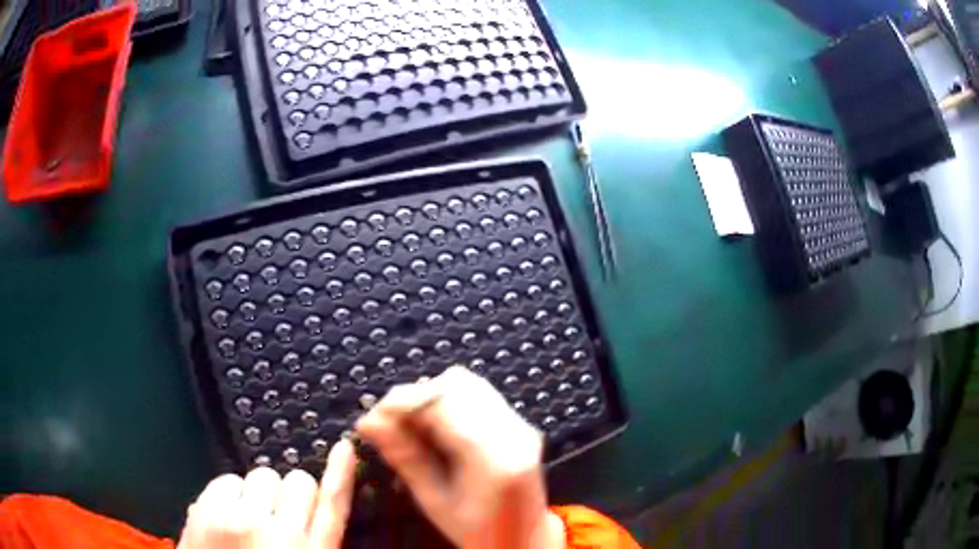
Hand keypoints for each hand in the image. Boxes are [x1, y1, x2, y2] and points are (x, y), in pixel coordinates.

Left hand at [178, 439, 356, 548]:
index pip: (333, 507)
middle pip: (299, 483)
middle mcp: (282, 536)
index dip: (341, 475)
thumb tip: (310, 512)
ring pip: (263, 475)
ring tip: (247, 518)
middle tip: (275, 516)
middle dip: (289, 495)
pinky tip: (224, 518)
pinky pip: (228, 479)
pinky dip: (228, 494)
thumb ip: (314, 544)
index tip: (345, 448)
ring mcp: (241, 519)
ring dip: (259, 493)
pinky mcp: (208, 510)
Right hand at [357, 366, 565, 548]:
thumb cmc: (479, 532)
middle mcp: (513, 433)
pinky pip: (479, 396)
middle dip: (414, 397)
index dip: (400, 402)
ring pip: (468, 384)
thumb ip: (405, 457)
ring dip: (431, 398)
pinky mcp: (519, 425)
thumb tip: (369, 423)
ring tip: (410, 428)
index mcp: (493, 458)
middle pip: (456, 384)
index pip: (442, 402)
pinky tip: (434, 429)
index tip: (372, 419)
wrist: (523, 540)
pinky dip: (448, 404)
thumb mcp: (435, 502)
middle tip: (389, 424)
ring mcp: (520, 426)